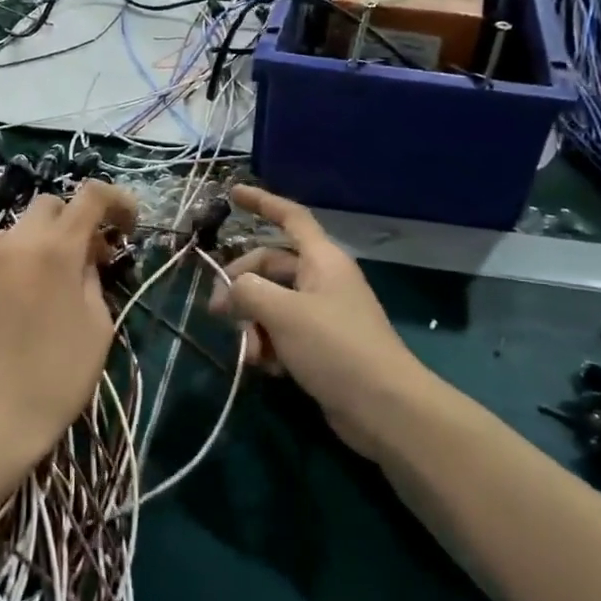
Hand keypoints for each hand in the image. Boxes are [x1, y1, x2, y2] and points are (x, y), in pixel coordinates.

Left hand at [0, 181, 136, 467]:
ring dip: (51, 237)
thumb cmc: (58, 375)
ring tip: (65, 276)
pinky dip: (25, 251)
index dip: (118, 200)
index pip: (90, 195)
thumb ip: (93, 275)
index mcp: (54, 248)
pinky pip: (5, 243)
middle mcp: (16, 239)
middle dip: (80, 220)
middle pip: (54, 204)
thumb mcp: (98, 323)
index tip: (130, 225)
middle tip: (98, 256)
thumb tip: (86, 255)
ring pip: (27, 223)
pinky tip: (33, 286)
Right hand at [210, 185, 425, 456]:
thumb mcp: (283, 313)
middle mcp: (322, 280)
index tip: (232, 192)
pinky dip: (268, 345)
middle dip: (241, 286)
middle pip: (270, 266)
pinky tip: (265, 368)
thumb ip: (248, 291)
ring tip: (250, 353)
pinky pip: (282, 332)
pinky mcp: (320, 346)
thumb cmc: (335, 347)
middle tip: (217, 312)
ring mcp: (322, 314)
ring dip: (252, 324)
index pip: (290, 217)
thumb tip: (231, 290)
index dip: (262, 202)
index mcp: (322, 259)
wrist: (383, 407)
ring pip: (272, 303)